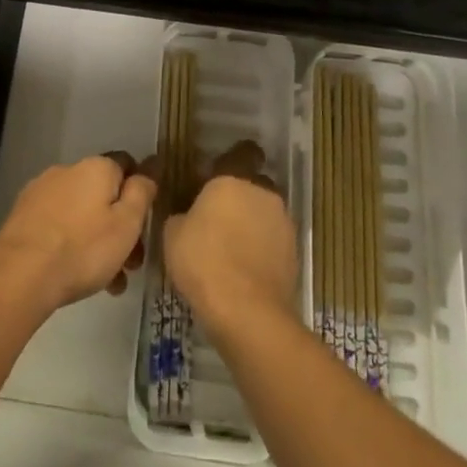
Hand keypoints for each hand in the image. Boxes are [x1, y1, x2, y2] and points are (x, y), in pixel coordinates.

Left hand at [0, 153, 156, 316]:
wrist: (20, 274)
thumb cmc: (83, 249)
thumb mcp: (126, 224)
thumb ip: (142, 193)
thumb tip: (150, 167)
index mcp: (96, 167)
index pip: (127, 165)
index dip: (139, 192)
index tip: (144, 225)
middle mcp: (68, 169)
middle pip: (103, 193)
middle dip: (119, 226)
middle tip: (129, 266)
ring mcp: (42, 190)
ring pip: (81, 212)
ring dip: (96, 240)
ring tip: (106, 283)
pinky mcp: (23, 214)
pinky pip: (58, 224)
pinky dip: (70, 242)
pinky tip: (74, 274)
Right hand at [164, 141, 298, 337]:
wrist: (247, 312)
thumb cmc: (204, 262)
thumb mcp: (172, 234)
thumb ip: (181, 214)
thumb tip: (187, 214)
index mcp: (232, 179)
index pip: (240, 154)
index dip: (232, 161)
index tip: (219, 175)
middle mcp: (262, 193)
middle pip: (253, 186)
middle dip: (241, 197)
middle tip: (220, 218)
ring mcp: (282, 223)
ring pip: (265, 214)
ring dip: (253, 224)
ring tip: (232, 249)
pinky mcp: (294, 253)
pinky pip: (274, 241)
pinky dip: (263, 249)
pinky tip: (246, 269)